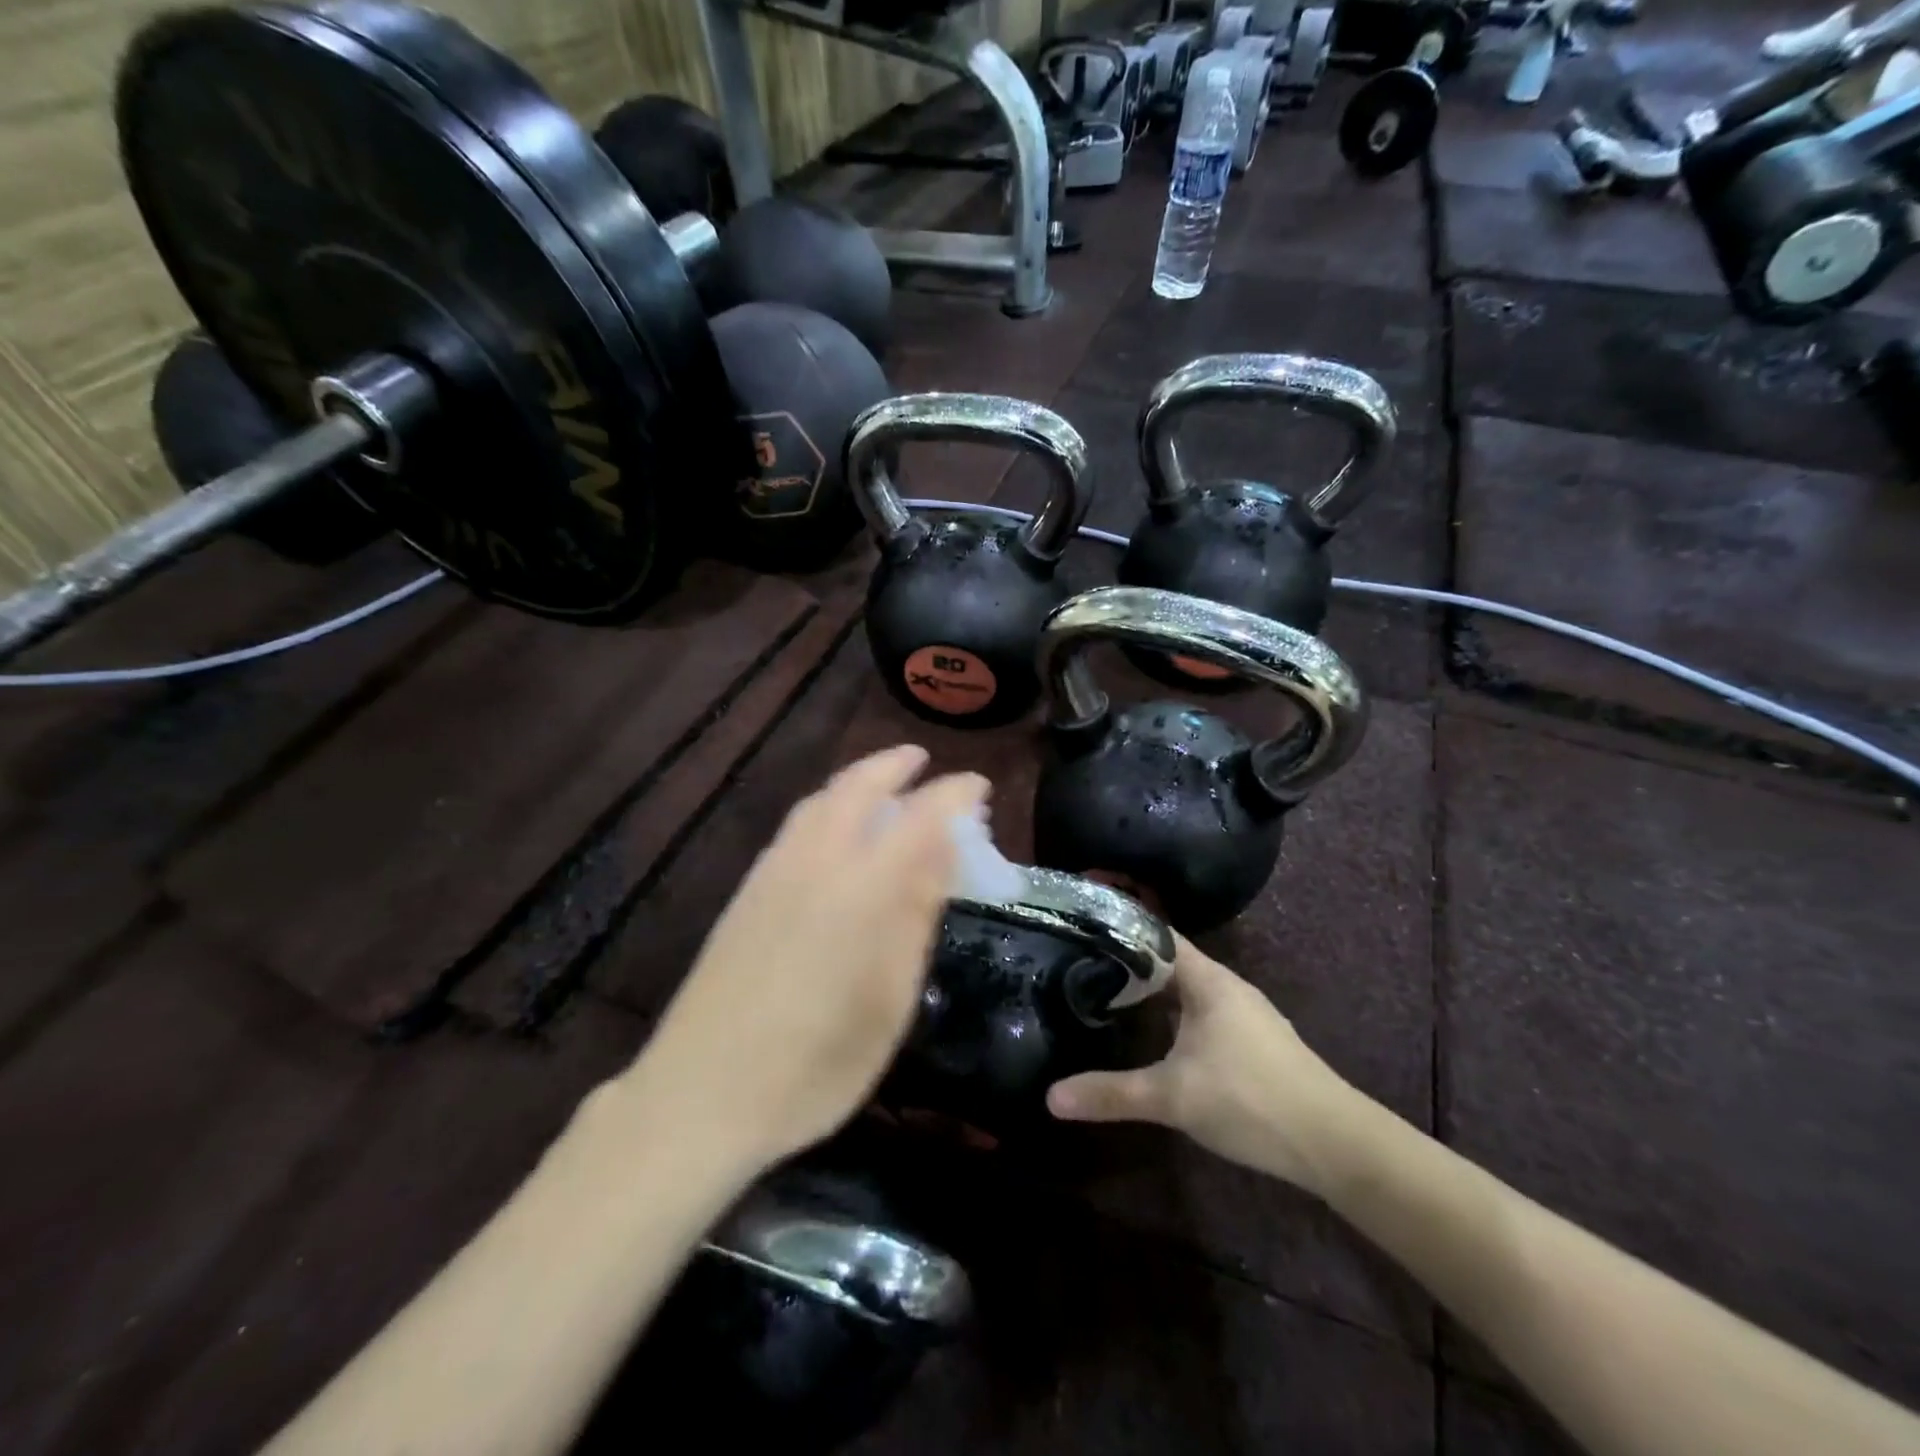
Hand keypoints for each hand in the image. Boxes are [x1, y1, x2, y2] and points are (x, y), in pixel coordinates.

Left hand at [628, 745, 987, 1173]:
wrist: (699, 1095)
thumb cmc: (815, 1064)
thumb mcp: (889, 1000)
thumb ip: (915, 915)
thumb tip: (945, 850)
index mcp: (862, 888)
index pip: (920, 816)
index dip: (955, 794)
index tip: (980, 786)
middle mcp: (815, 862)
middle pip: (857, 787)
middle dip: (894, 765)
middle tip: (923, 762)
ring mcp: (772, 873)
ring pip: (819, 801)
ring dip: (856, 781)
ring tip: (883, 787)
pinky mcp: (745, 892)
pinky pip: (795, 826)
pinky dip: (826, 806)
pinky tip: (833, 830)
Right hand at [1046, 938, 1361, 1195]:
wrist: (1336, 1144)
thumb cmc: (1250, 1099)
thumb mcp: (1172, 1097)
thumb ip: (1111, 1093)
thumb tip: (1050, 1097)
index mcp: (1208, 980)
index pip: (1156, 936)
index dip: (1119, 929)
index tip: (1079, 930)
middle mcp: (1226, 987)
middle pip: (1168, 963)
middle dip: (1127, 965)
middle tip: (1078, 967)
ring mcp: (1243, 1015)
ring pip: (1186, 992)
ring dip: (1150, 994)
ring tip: (1104, 997)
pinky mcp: (1252, 1043)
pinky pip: (1200, 1015)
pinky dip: (1171, 1017)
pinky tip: (1152, 1039)